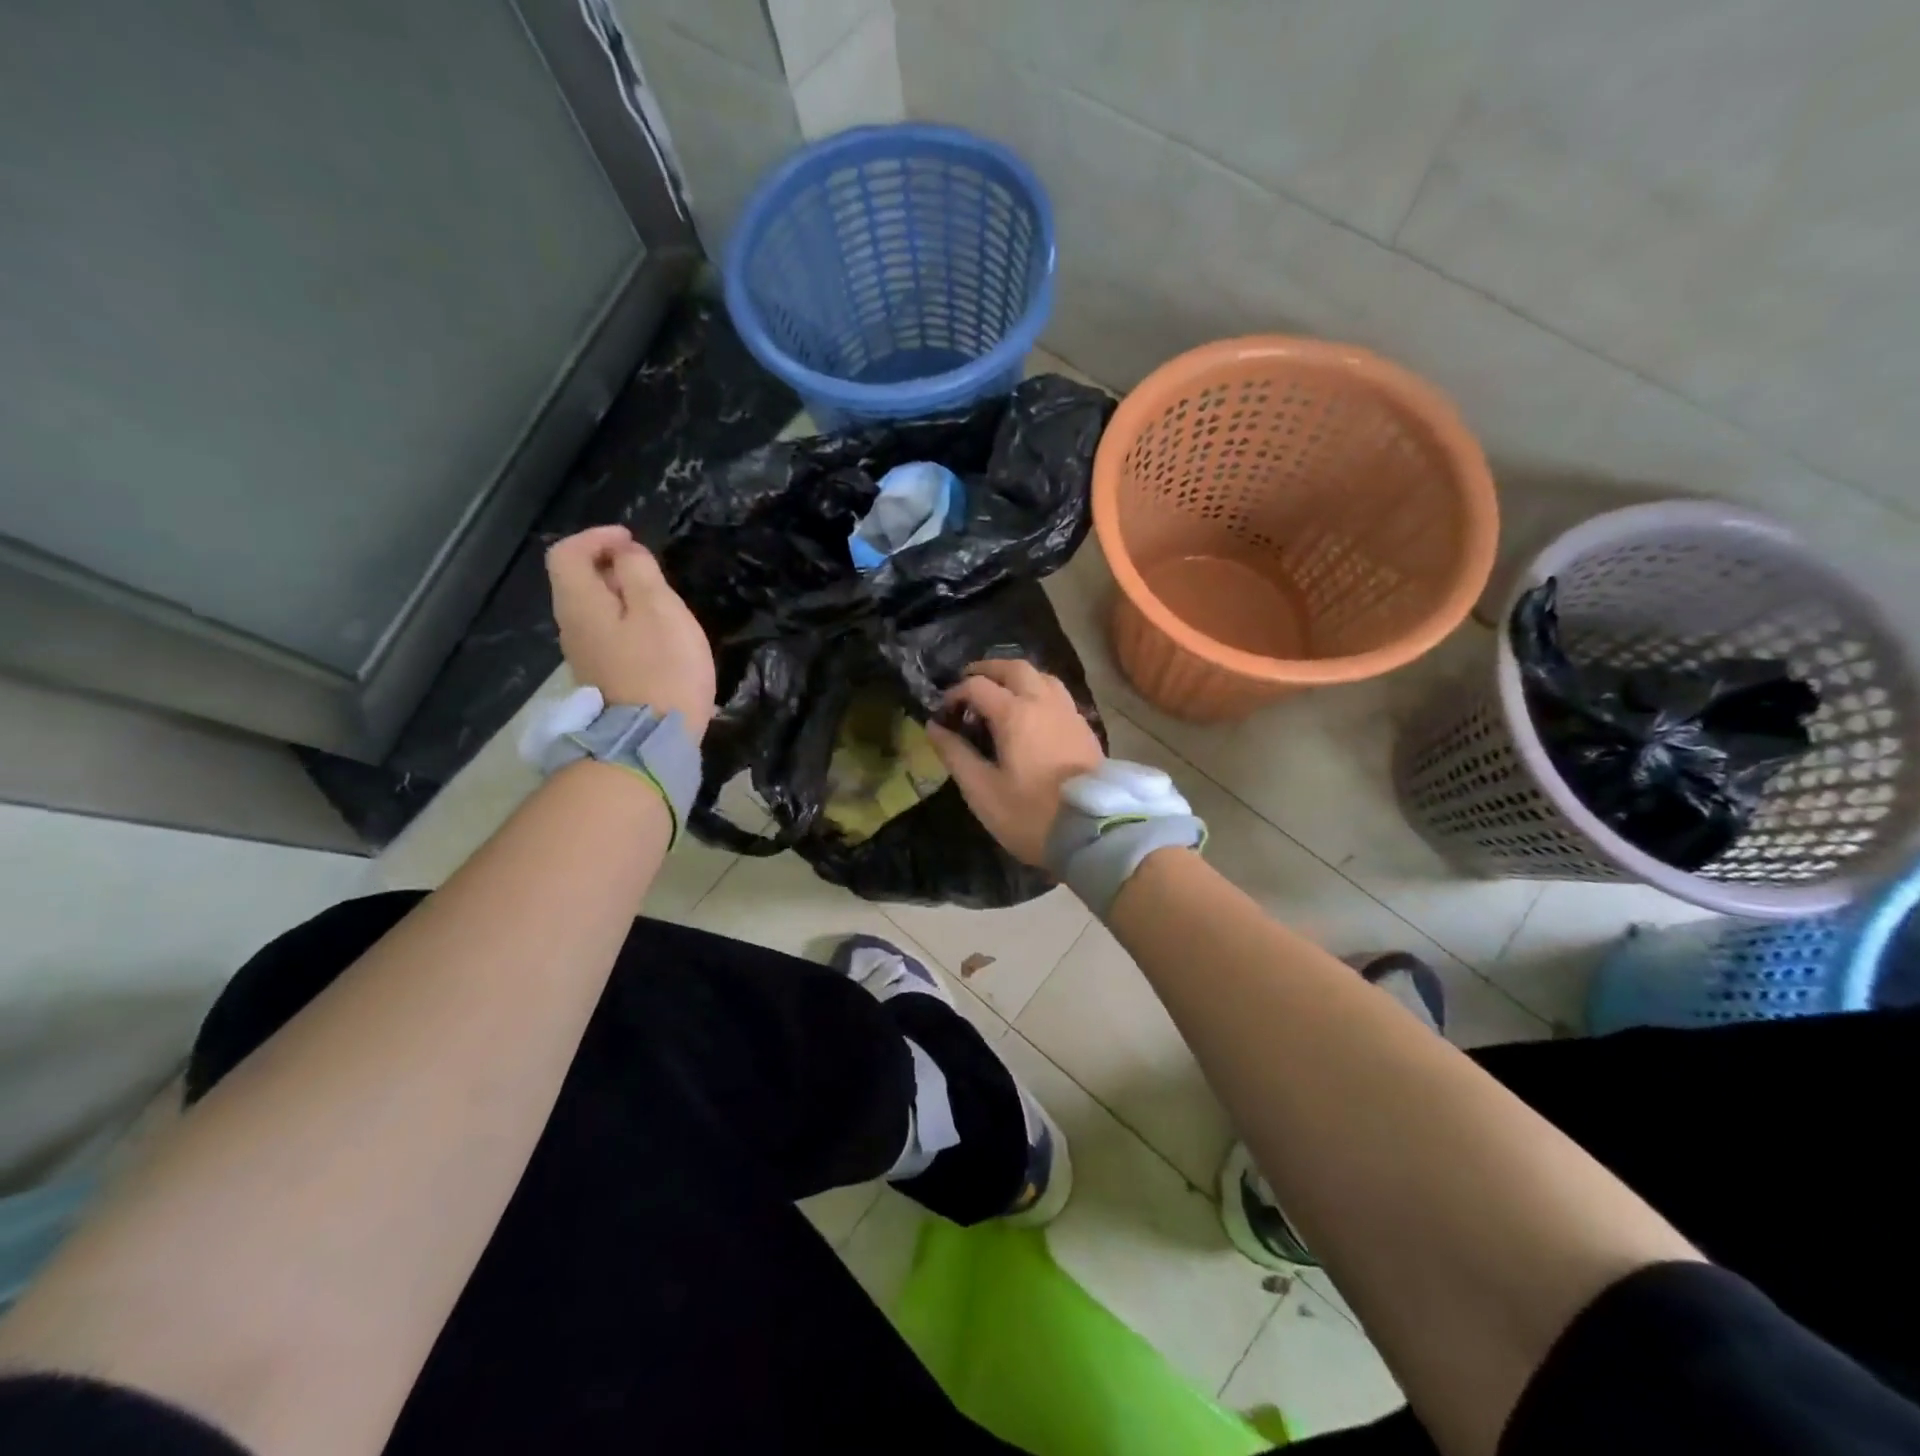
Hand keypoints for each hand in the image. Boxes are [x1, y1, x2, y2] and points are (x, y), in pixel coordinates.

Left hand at [546, 525, 715, 738]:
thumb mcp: (659, 608)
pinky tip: (655, 636)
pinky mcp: (601, 676)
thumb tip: (625, 555)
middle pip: (577, 580)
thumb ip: (639, 572)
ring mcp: (584, 655)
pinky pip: (606, 634)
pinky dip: (625, 622)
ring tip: (658, 602)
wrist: (651, 738)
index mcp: (580, 602)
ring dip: (621, 596)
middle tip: (649, 570)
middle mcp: (571, 625)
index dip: (596, 537)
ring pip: (593, 609)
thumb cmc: (662, 667)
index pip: (567, 552)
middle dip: (610, 566)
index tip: (632, 541)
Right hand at [926, 659, 1104, 866]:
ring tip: (1001, 694)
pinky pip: (1059, 695)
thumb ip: (955, 754)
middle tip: (969, 683)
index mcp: (1016, 713)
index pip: (978, 686)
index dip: (955, 694)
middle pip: (1014, 668)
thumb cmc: (1030, 814)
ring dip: (1017, 677)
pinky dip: (1038, 692)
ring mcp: (1069, 713)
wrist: (1092, 833)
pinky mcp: (1085, 729)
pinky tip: (1031, 715)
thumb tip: (934, 727)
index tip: (943, 713)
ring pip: (1042, 677)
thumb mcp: (982, 790)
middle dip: (988, 670)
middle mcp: (1044, 703)